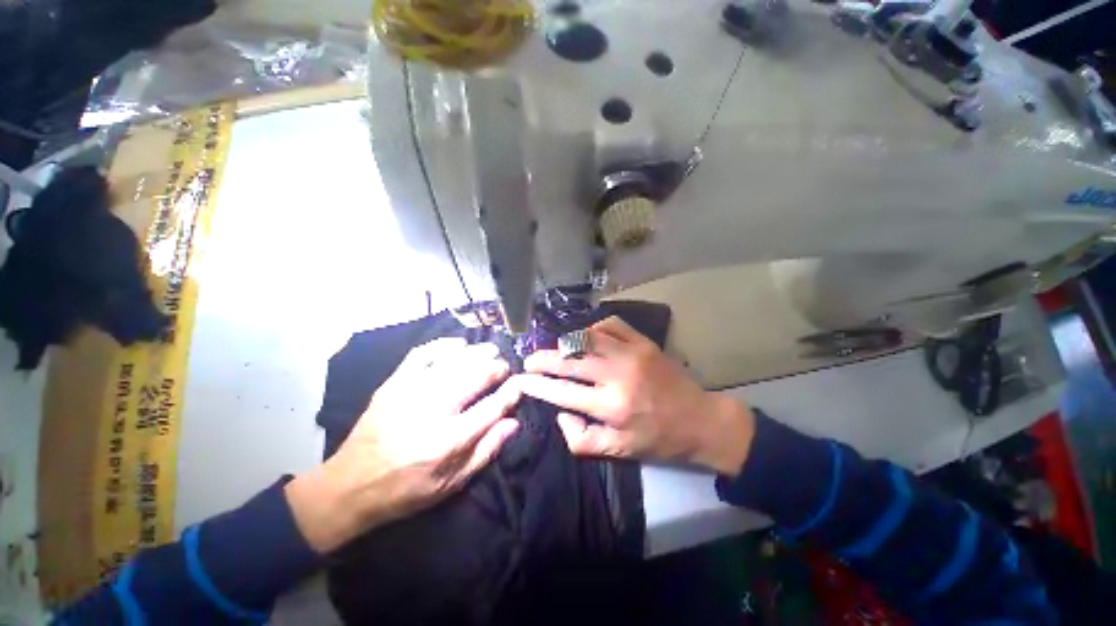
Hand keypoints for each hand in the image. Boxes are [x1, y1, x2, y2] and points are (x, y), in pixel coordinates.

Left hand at [287, 338, 521, 552]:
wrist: (349, 485)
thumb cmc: (406, 489)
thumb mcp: (451, 484)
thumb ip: (486, 451)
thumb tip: (513, 422)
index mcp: (448, 441)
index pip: (492, 407)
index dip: (512, 392)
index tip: (521, 383)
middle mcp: (432, 411)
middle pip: (475, 376)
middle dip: (497, 367)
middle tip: (504, 366)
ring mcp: (410, 392)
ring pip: (454, 361)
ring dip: (478, 352)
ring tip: (490, 352)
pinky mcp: (393, 383)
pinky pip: (423, 353)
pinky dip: (445, 344)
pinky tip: (459, 344)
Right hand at [516, 317, 754, 475]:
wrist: (700, 419)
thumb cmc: (657, 438)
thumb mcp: (619, 451)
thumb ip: (581, 439)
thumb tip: (559, 413)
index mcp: (611, 407)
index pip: (562, 392)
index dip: (537, 385)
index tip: (520, 380)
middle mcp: (617, 375)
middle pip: (569, 361)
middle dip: (543, 359)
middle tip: (529, 360)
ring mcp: (631, 353)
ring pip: (586, 338)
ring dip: (565, 343)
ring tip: (556, 349)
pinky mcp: (643, 342)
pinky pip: (610, 325)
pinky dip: (593, 329)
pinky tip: (588, 338)